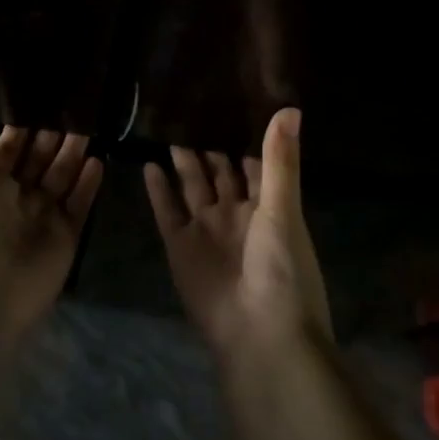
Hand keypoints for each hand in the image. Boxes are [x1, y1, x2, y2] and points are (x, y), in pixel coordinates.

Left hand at [0, 126, 103, 342]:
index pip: (8, 152)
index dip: (19, 132)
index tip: (32, 106)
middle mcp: (18, 199)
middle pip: (39, 161)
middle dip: (51, 137)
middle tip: (68, 109)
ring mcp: (43, 217)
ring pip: (62, 177)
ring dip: (73, 154)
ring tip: (86, 127)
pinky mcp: (65, 236)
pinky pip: (79, 205)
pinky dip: (88, 185)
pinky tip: (97, 161)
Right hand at [144, 107, 332, 361]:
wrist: (258, 333)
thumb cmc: (282, 269)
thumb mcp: (283, 209)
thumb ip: (280, 161)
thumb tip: (290, 107)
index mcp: (266, 207)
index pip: (253, 165)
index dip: (242, 138)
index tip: (229, 106)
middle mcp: (234, 214)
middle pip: (218, 173)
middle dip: (208, 146)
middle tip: (190, 110)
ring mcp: (205, 229)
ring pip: (191, 186)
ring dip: (182, 163)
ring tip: (168, 130)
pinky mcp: (179, 246)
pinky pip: (166, 210)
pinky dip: (158, 190)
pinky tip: (148, 165)